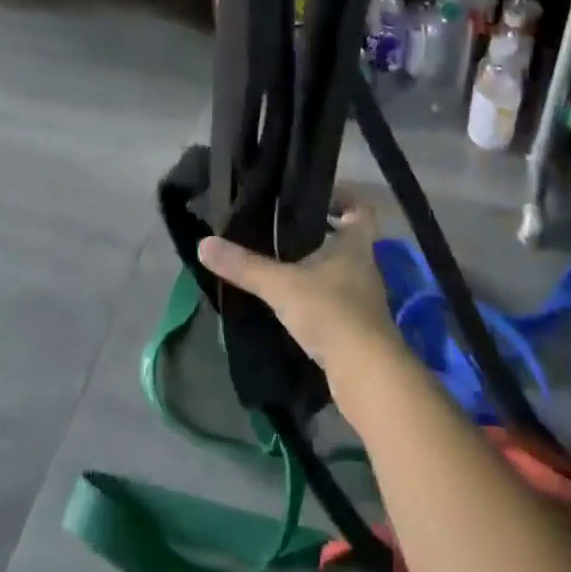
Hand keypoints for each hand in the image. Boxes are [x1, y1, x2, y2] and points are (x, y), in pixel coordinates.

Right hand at [197, 198, 404, 388]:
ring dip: (319, 268)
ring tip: (284, 265)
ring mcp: (365, 300)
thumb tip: (204, 243)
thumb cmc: (330, 311)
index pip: (360, 209)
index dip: (343, 199)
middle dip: (323, 234)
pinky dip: (319, 299)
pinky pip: (338, 302)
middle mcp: (365, 266)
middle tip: (287, 230)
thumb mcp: (281, 284)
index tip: (317, 198)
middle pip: (349, 240)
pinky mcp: (360, 329)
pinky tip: (294, 305)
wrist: (366, 374)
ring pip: (343, 272)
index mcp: (355, 244)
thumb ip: (244, 265)